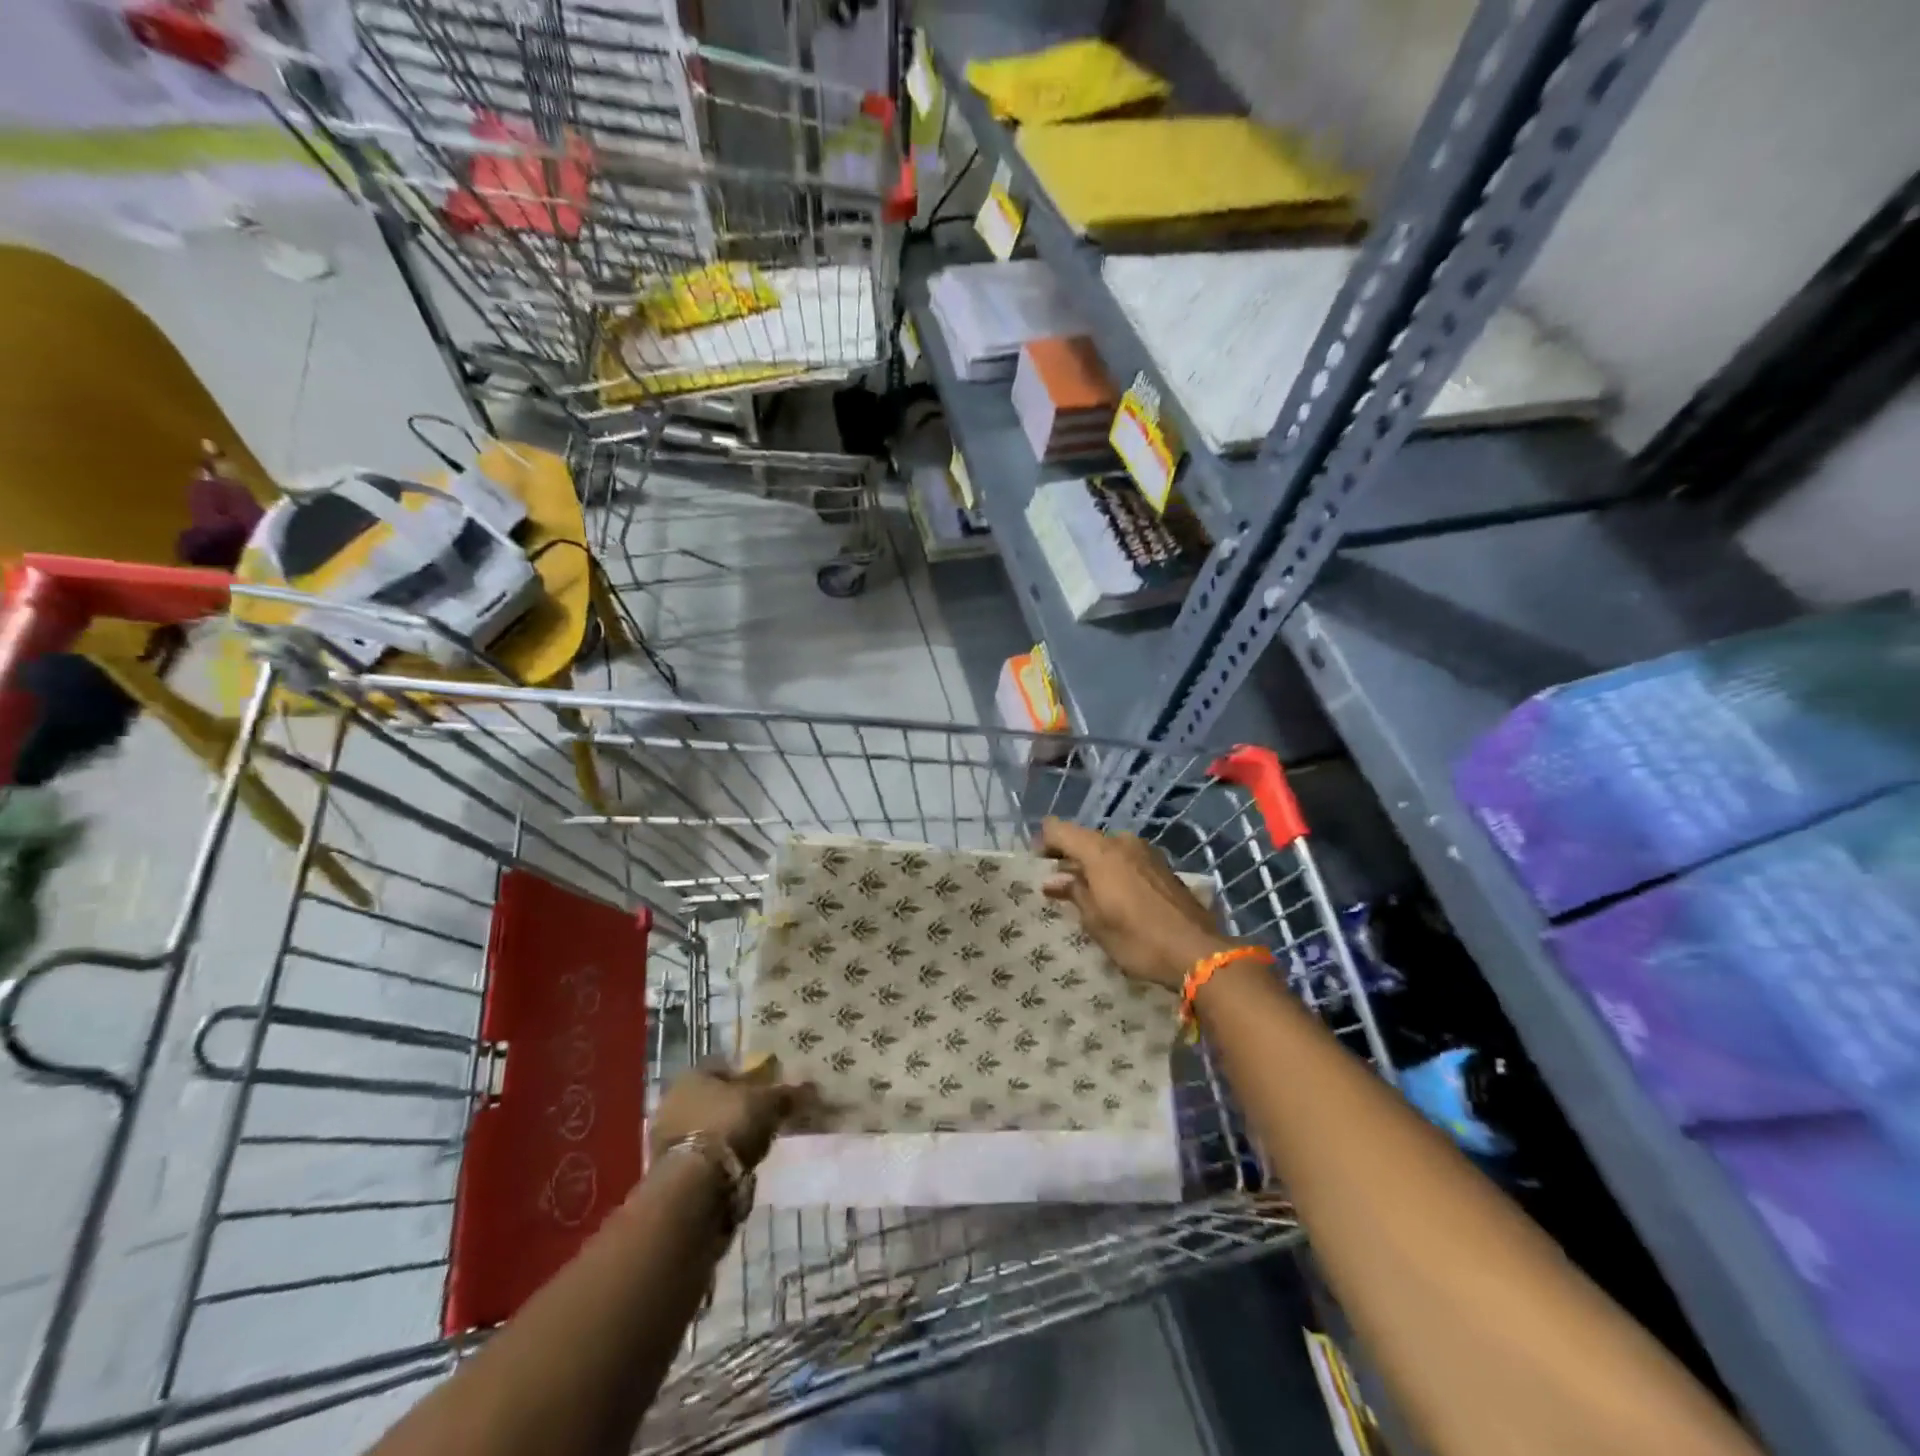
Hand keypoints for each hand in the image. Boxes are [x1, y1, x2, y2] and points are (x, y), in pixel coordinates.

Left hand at [647, 1060, 813, 1169]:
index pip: (725, 1067)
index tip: (768, 1089)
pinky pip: (701, 1156)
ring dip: (726, 1136)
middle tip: (762, 1118)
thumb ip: (788, 1094)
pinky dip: (717, 1160)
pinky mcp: (668, 1170)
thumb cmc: (729, 1125)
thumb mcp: (768, 1103)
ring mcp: (666, 1137)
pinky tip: (736, 1167)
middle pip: (714, 1099)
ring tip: (753, 1146)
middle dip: (736, 1107)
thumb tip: (812, 1087)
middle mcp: (674, 1100)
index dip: (749, 1077)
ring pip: (706, 1128)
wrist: (694, 1185)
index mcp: (693, 1075)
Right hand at [1039, 818, 1234, 988]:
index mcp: (1100, 851)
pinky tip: (1117, 897)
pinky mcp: (1164, 866)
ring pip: (1109, 849)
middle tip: (1060, 885)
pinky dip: (1116, 871)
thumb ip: (1073, 893)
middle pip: (1085, 839)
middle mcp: (1123, 842)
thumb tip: (1053, 880)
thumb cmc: (1137, 938)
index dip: (1044, 843)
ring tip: (1089, 894)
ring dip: (1095, 865)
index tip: (1039, 867)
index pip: (1058, 829)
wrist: (1198, 952)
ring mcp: (1147, 852)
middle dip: (1070, 857)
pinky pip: (1128, 859)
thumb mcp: (1096, 922)